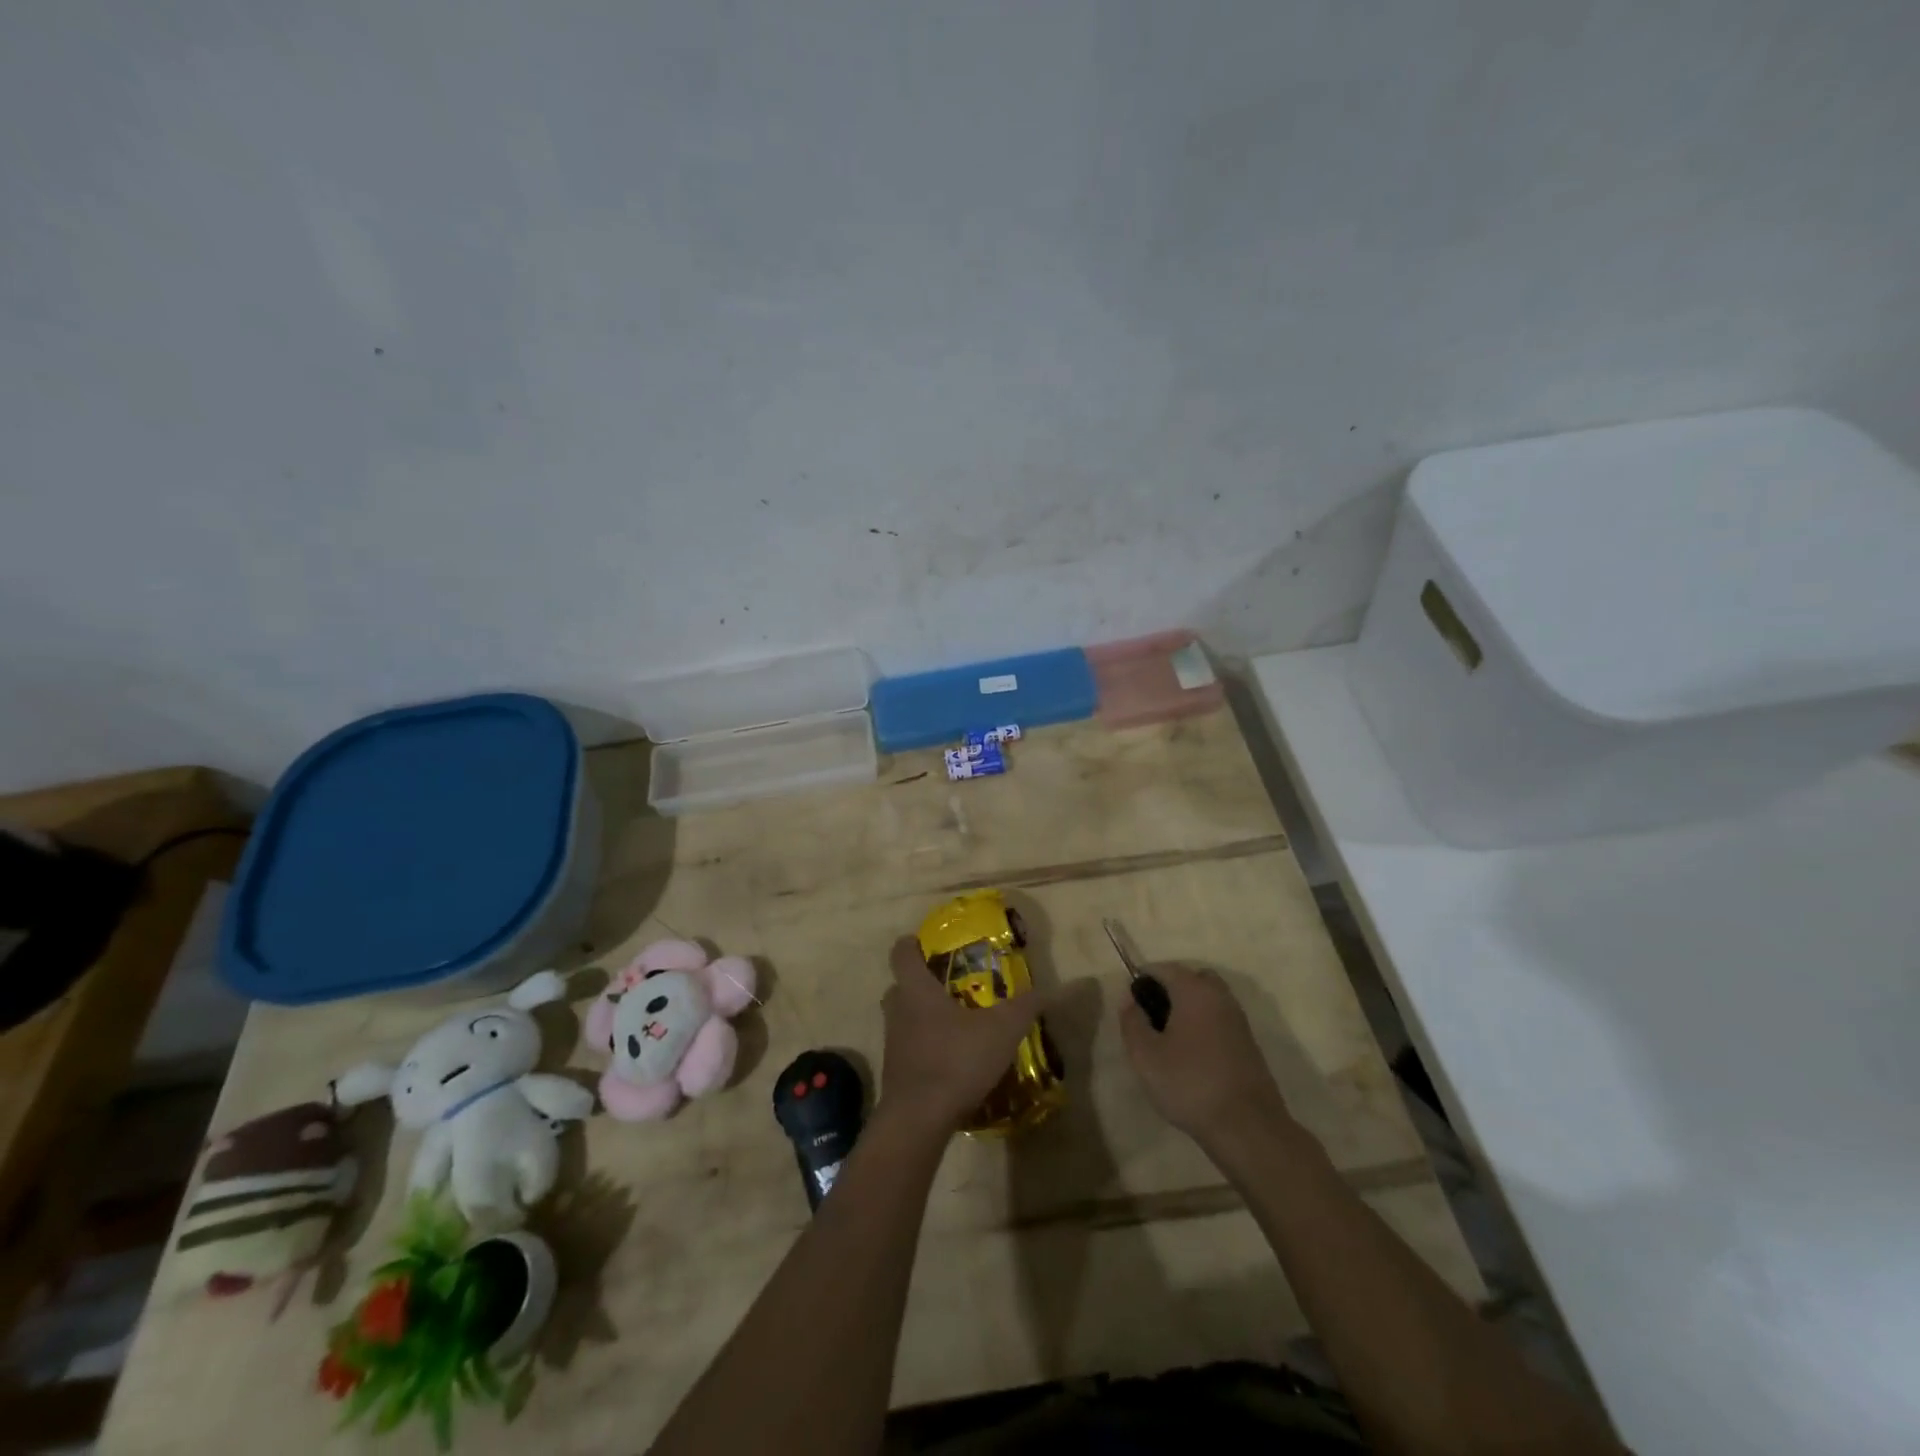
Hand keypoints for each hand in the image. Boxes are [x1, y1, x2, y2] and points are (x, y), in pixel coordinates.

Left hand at [879, 936, 1070, 1129]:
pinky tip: (952, 1060)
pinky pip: (909, 1048)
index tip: (931, 946)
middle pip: (902, 985)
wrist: (919, 1120)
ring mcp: (892, 1043)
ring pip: (904, 1018)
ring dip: (924, 1017)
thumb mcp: (1001, 1030)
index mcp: (916, 990)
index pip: (901, 953)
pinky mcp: (895, 1073)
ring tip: (957, 1024)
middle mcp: (897, 1011)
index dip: (913, 944)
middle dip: (923, 983)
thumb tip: (1051, 989)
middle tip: (952, 986)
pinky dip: (926, 1047)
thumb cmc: (955, 1060)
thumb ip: (1025, 1006)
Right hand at [1120, 966, 1289, 1144]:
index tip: (1130, 1005)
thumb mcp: (1145, 1056)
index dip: (1141, 980)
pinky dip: (1203, 1025)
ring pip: (1207, 998)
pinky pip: (1219, 1019)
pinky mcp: (1248, 1042)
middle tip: (1151, 1019)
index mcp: (1194, 990)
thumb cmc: (1190, 1085)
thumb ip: (1132, 1021)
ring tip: (1169, 1040)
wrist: (1247, 1127)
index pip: (1163, 968)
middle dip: (1168, 990)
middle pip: (1190, 978)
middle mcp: (1220, 996)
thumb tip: (1130, 999)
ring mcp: (1238, 1019)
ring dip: (1187, 1008)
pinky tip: (1192, 1056)